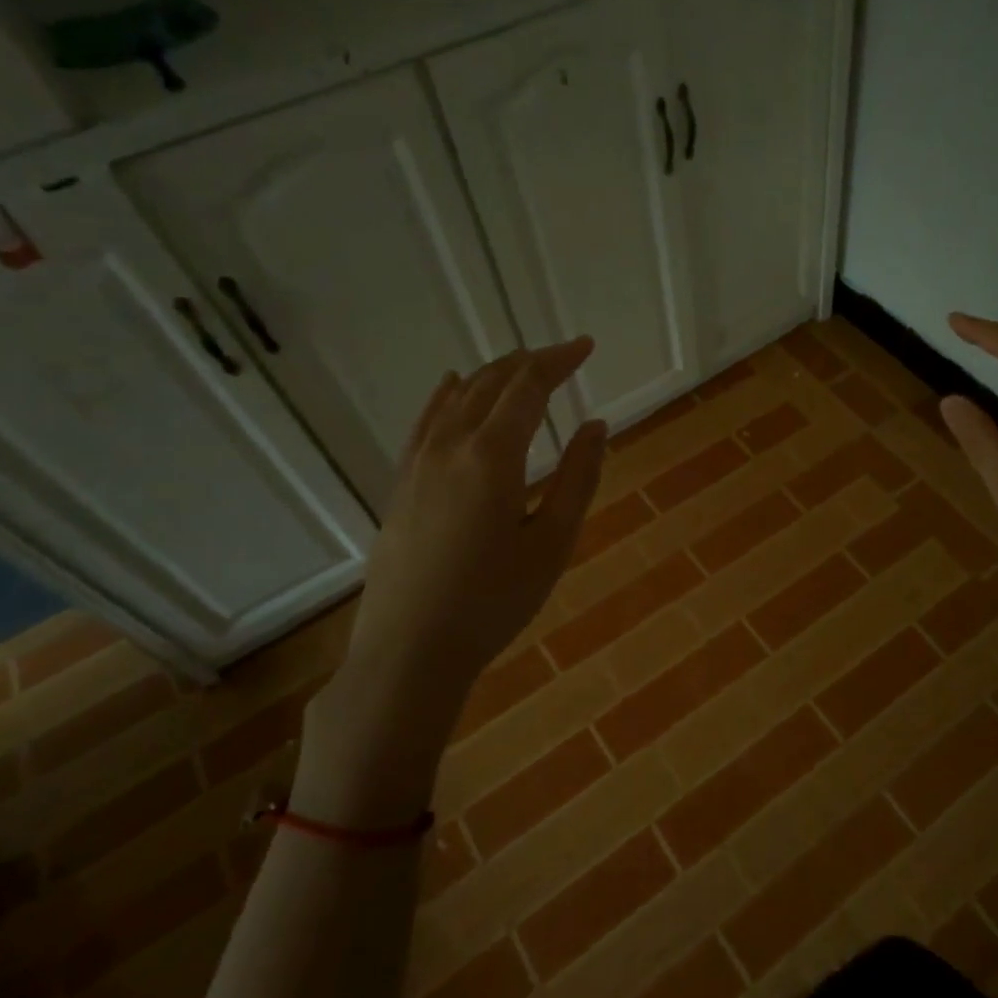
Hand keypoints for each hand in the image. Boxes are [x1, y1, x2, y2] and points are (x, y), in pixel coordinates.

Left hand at [294, 339, 606, 825]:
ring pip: (457, 397)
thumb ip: (578, 478)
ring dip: (493, 375)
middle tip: (563, 356)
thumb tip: (596, 425)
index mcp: (493, 456)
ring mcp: (419, 462)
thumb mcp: (552, 543)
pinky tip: (452, 385)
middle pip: (492, 383)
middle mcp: (451, 445)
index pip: (529, 387)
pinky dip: (447, 395)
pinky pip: (426, 421)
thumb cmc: (493, 601)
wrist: (410, 650)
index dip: (559, 360)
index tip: (585, 347)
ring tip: (522, 368)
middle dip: (530, 362)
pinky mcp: (402, 483)